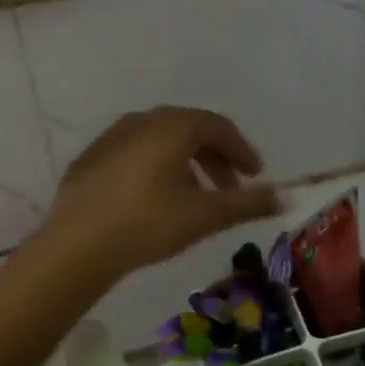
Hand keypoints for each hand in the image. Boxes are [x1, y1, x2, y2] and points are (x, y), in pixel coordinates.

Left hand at [42, 107, 281, 277]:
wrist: (77, 244)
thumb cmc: (148, 223)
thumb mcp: (205, 215)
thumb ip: (248, 203)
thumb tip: (288, 197)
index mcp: (172, 126)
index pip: (218, 127)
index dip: (241, 150)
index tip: (256, 173)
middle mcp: (142, 121)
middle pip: (189, 129)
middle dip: (215, 156)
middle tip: (230, 186)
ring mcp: (112, 137)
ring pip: (160, 140)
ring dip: (186, 162)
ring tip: (195, 194)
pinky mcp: (91, 158)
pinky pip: (135, 152)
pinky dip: (156, 166)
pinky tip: (155, 196)